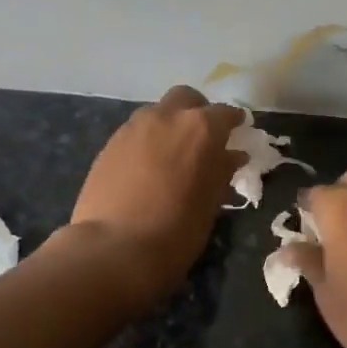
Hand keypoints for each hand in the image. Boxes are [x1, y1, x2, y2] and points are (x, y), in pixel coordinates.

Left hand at [67, 86, 245, 310]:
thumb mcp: (210, 203)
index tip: (237, 133)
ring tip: (172, 156)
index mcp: (201, 128)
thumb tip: (232, 156)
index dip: (233, 122)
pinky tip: (147, 168)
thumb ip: (222, 171)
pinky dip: (147, 142)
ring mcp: (133, 127)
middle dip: (197, 112)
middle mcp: (167, 117)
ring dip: (169, 125)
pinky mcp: (109, 144)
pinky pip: (135, 132)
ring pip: (157, 113)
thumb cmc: (177, 230)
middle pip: (186, 98)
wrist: (114, 249)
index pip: (225, 113)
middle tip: (202, 139)